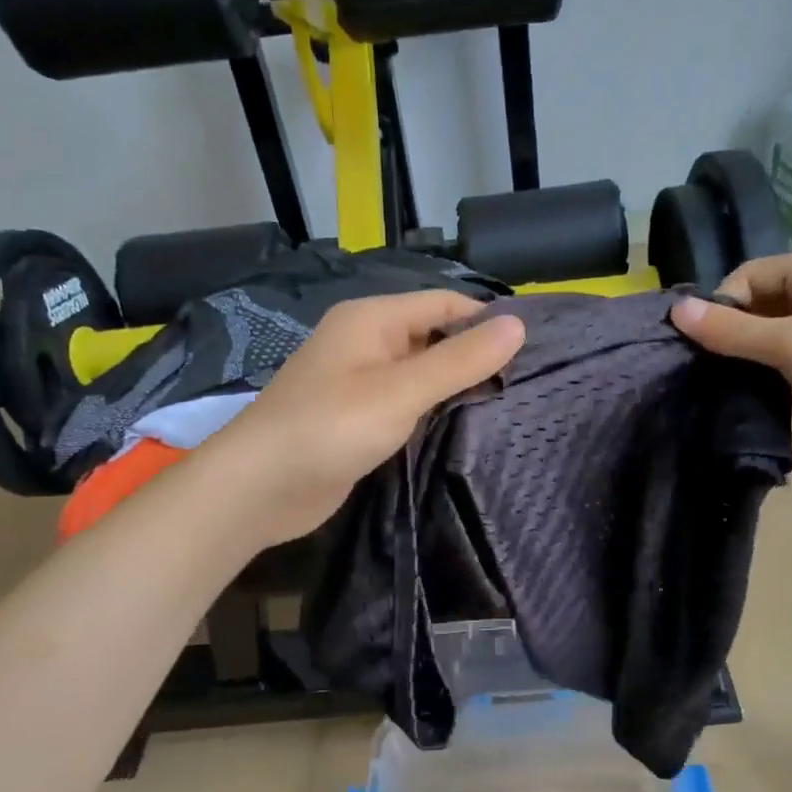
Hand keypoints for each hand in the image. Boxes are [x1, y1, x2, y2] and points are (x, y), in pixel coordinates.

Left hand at [199, 291, 525, 546]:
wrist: (259, 487)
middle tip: (524, 385)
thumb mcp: (402, 390)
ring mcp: (359, 382)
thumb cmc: (331, 427)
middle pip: (433, 336)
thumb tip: (518, 325)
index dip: (487, 321)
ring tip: (506, 407)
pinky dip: (431, 412)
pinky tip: (462, 430)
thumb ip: (460, 360)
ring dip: (455, 387)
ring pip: (420, 374)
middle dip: (474, 357)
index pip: (444, 304)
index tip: (532, 350)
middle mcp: (366, 342)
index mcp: (373, 319)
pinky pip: (404, 404)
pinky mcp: (357, 419)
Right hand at [670, 250, 791, 462]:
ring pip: (778, 325)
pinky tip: (764, 384)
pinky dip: (776, 361)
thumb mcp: (788, 344)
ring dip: (754, 347)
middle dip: (736, 328)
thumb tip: (676, 310)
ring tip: (733, 376)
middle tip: (712, 363)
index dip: (723, 304)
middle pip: (764, 298)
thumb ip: (730, 330)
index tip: (704, 343)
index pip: (751, 273)